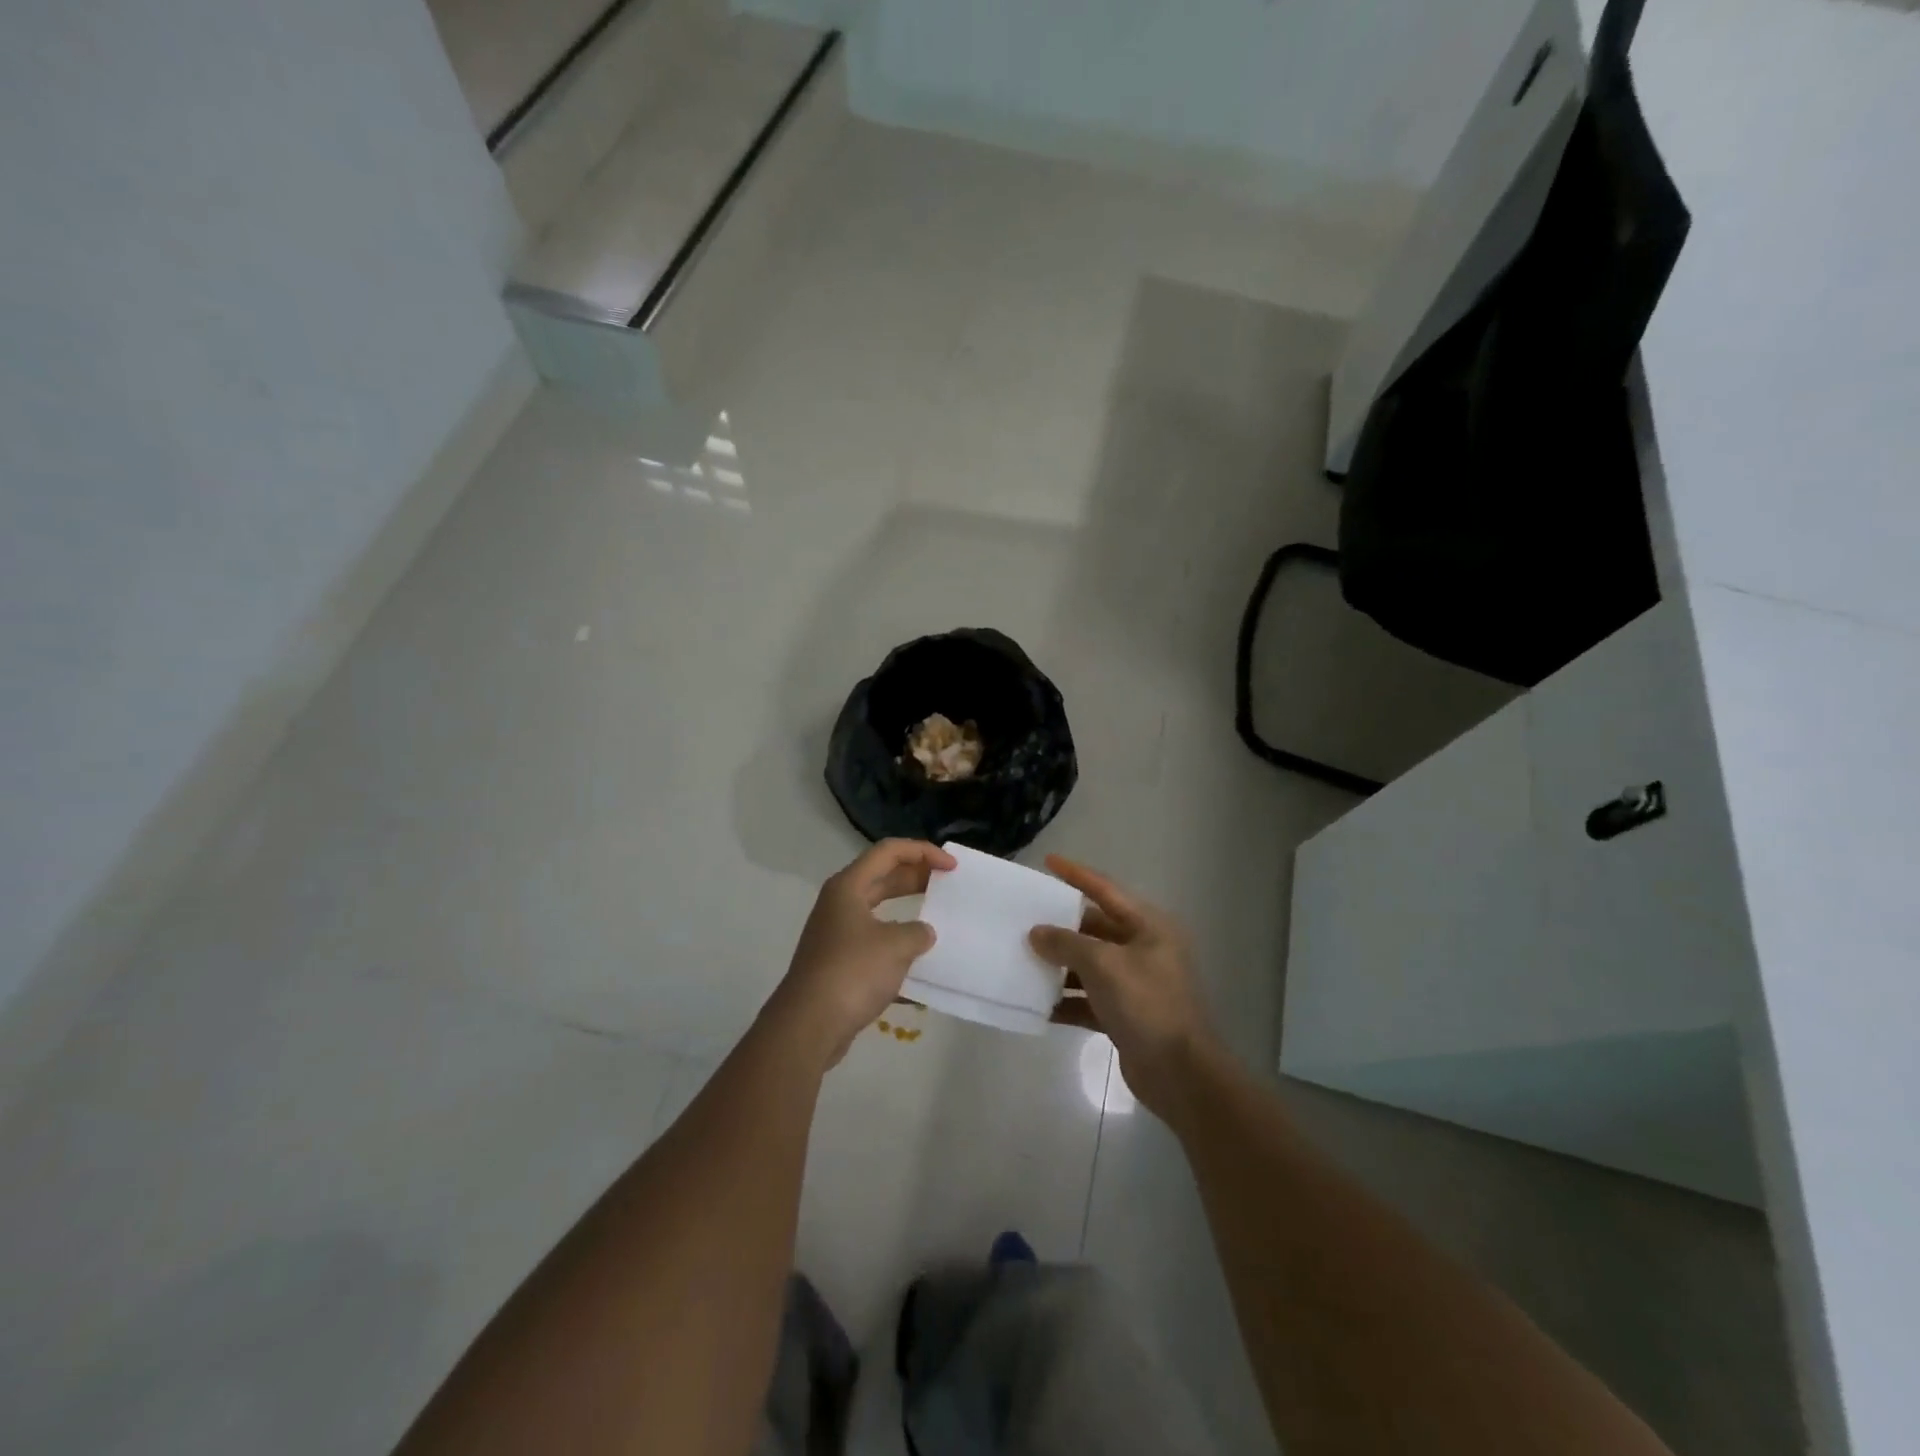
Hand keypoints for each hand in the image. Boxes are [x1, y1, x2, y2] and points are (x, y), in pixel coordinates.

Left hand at [766, 839, 954, 1069]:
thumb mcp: (896, 946)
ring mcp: (837, 934)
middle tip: (948, 885)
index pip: (889, 851)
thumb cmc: (852, 972)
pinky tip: (919, 966)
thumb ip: (917, 932)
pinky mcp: (839, 963)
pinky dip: (897, 948)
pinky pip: (875, 944)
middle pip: (883, 877)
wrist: (808, 1025)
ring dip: (908, 913)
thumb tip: (922, 934)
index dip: (923, 852)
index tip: (951, 867)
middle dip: (916, 877)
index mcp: (848, 886)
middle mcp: (840, 904)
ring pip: (880, 912)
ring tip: (937, 921)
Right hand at [1031, 856, 1220, 1119]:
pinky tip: (1039, 1006)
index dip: (1077, 874)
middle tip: (1025, 919)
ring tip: (1023, 960)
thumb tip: (1037, 933)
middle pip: (1096, 929)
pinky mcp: (1126, 1016)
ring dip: (1060, 966)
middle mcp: (1144, 950)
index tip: (1048, 862)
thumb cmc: (1146, 1005)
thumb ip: (1067, 943)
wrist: (1181, 1074)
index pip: (1106, 890)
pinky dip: (1067, 1001)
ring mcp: (1136, 985)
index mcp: (1148, 927)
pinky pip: (1089, 1000)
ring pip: (1089, 966)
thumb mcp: (1103, 965)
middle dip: (1061, 927)